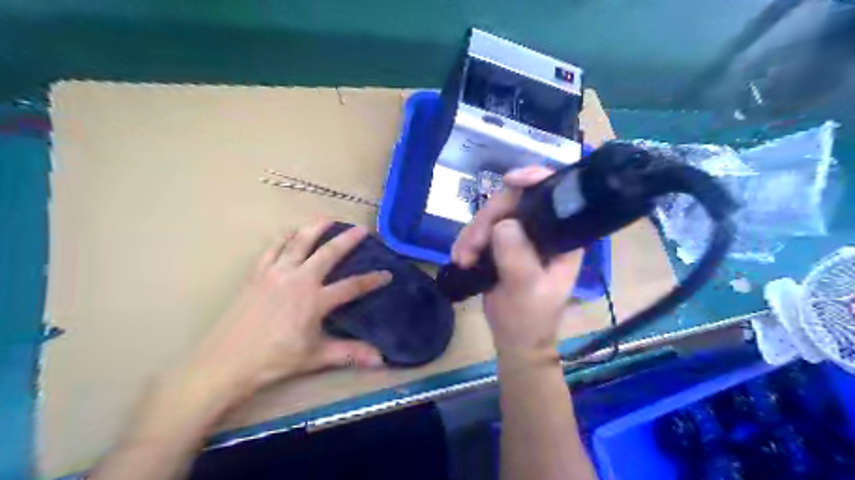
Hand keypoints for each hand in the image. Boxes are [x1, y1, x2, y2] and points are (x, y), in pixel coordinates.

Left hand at [186, 220, 390, 399]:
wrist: (226, 362)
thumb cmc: (274, 360)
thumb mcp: (315, 357)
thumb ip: (349, 353)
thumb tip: (380, 360)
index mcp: (315, 300)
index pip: (351, 286)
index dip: (372, 280)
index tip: (387, 273)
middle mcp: (298, 280)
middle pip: (328, 253)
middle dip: (347, 240)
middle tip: (361, 229)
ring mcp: (276, 274)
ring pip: (299, 243)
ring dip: (315, 229)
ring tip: (327, 219)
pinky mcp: (257, 275)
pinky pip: (272, 249)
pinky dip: (284, 238)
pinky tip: (290, 233)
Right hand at [450, 169, 583, 359]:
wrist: (514, 338)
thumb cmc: (529, 318)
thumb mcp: (526, 290)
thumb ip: (518, 258)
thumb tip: (502, 224)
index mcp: (561, 236)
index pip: (553, 195)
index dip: (534, 179)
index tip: (510, 180)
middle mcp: (541, 230)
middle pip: (513, 201)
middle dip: (487, 220)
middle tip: (469, 248)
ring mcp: (519, 236)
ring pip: (492, 215)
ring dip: (472, 234)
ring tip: (463, 258)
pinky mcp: (500, 244)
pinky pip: (480, 230)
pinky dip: (467, 241)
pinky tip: (461, 258)